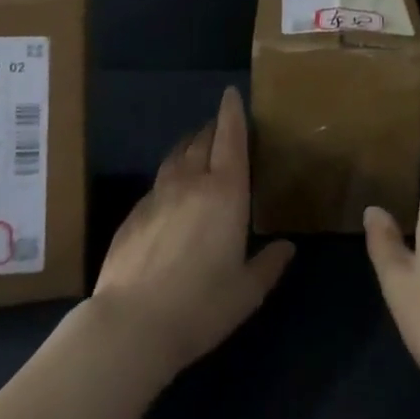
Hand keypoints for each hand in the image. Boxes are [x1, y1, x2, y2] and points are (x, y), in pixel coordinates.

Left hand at [92, 86, 294, 382]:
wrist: (132, 324)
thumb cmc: (200, 306)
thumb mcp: (246, 292)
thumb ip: (268, 265)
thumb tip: (287, 247)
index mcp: (225, 192)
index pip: (230, 138)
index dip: (232, 113)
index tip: (231, 93)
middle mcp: (191, 182)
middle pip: (202, 140)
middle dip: (213, 128)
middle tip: (220, 126)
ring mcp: (158, 194)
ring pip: (177, 156)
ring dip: (189, 146)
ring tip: (196, 148)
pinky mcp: (134, 213)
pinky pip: (158, 182)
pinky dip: (170, 176)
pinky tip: (170, 194)